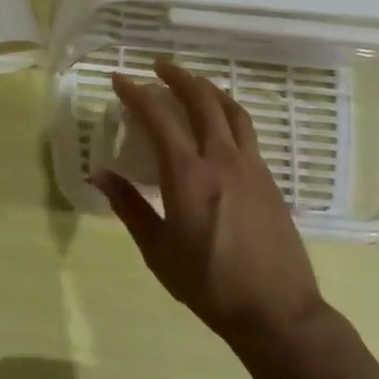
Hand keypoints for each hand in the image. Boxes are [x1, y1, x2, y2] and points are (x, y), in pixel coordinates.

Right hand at [93, 60, 327, 350]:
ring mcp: (251, 166)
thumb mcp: (158, 250)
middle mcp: (222, 159)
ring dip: (209, 89)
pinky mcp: (270, 179)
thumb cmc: (209, 284)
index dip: (137, 93)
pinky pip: (247, 130)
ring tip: (192, 83)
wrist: (278, 312)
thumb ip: (129, 206)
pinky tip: (220, 123)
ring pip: (232, 111)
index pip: (159, 117)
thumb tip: (100, 174)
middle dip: (178, 78)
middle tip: (158, 67)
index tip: (119, 79)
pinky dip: (228, 113)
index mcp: (189, 175)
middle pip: (202, 101)